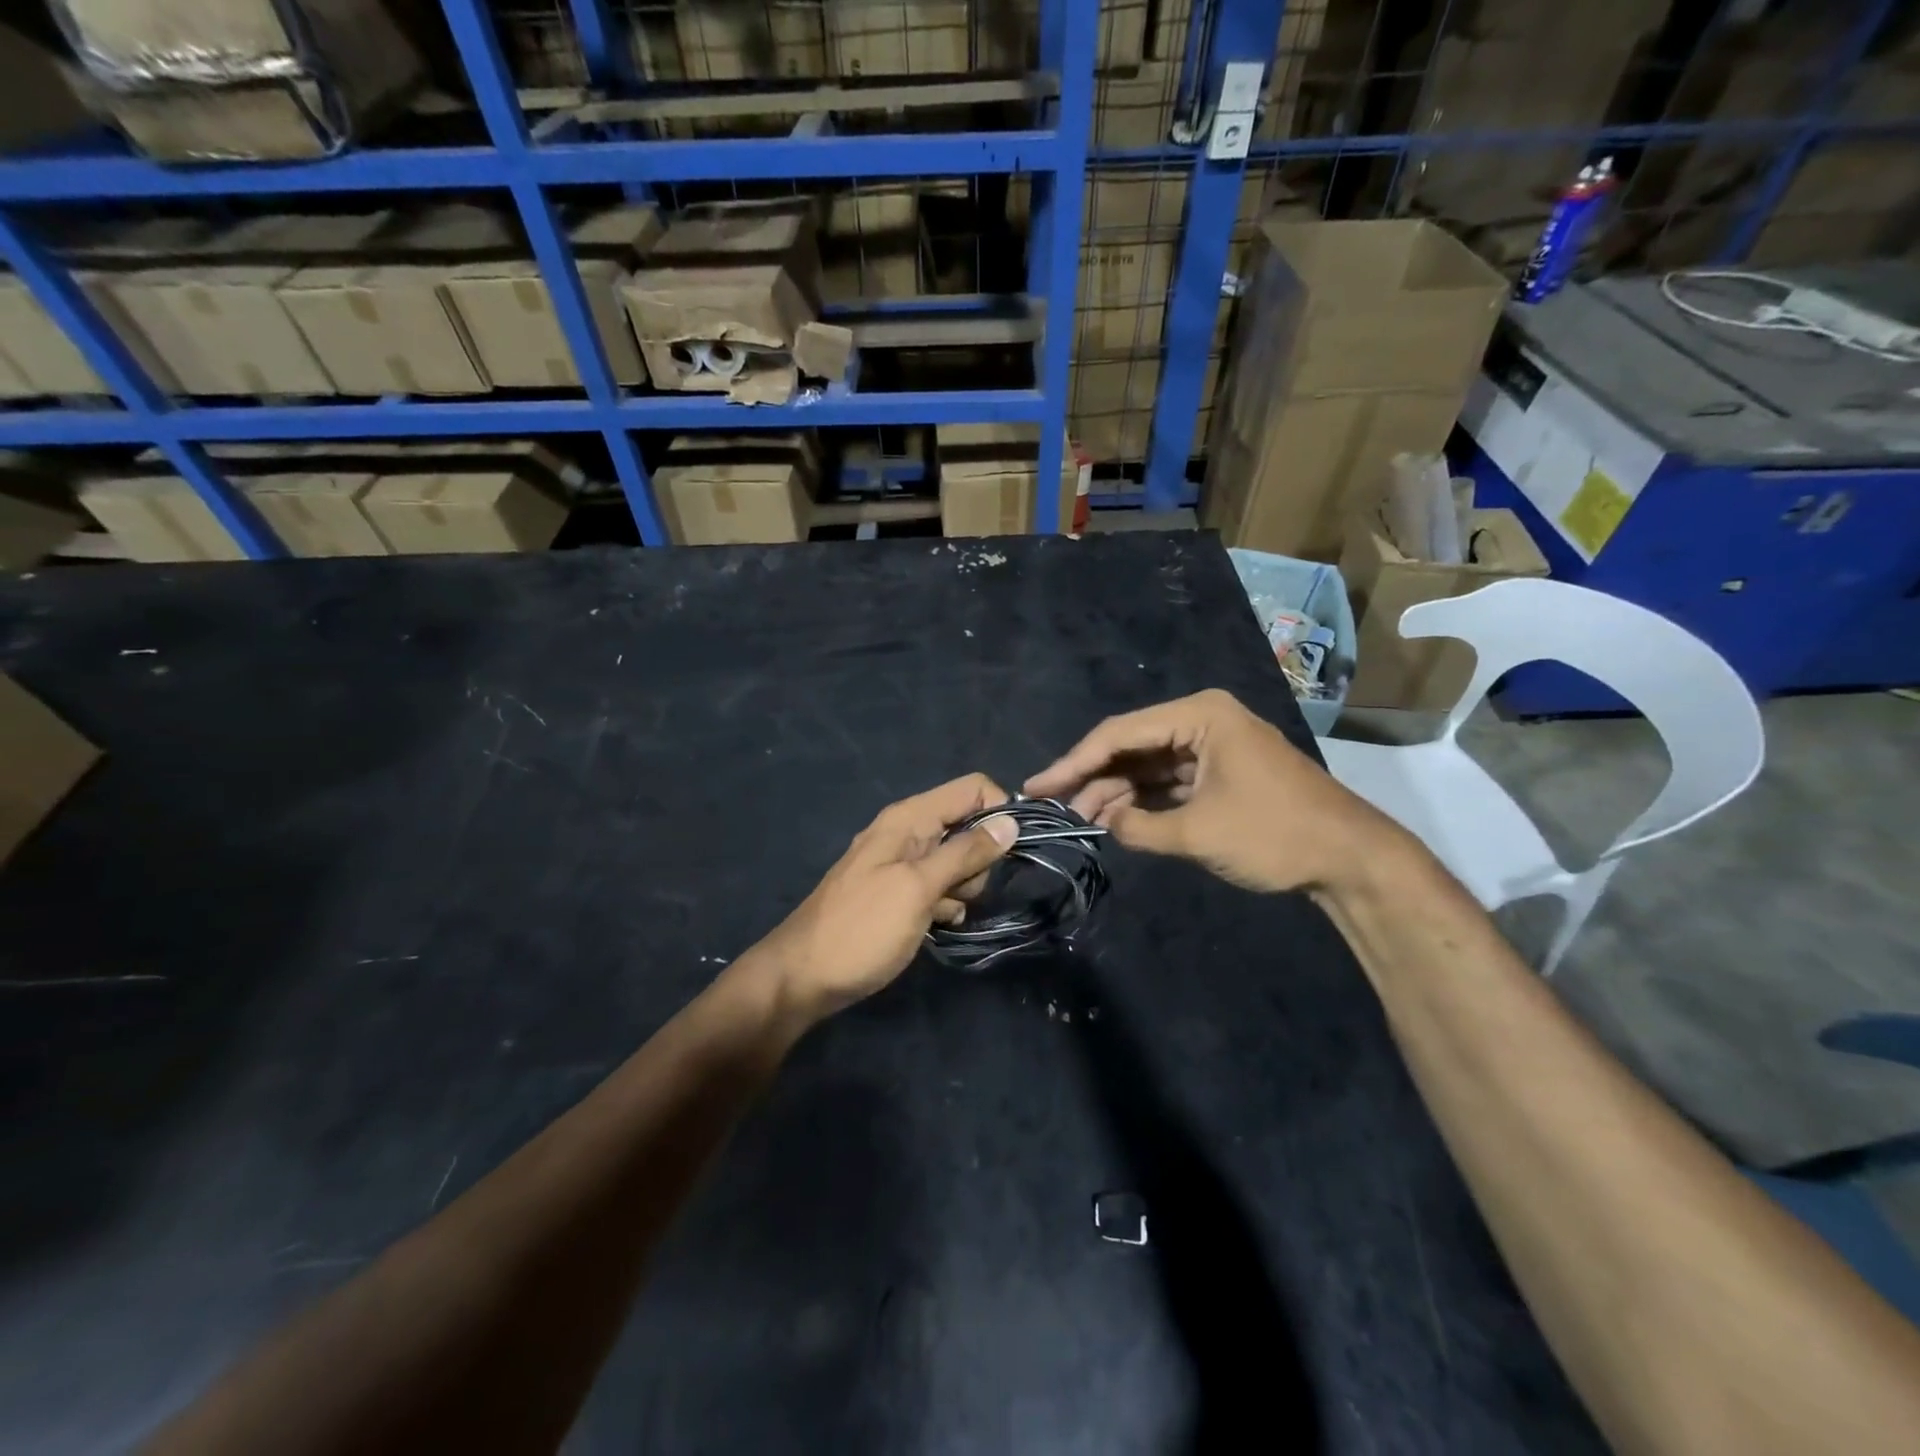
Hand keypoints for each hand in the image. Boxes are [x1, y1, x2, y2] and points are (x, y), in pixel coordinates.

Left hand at [750, 774, 1018, 1022]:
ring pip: (958, 861)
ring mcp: (902, 863)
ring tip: (937, 912)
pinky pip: (940, 886)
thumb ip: (964, 853)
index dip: (997, 813)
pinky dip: (944, 904)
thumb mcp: (918, 888)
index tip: (1009, 852)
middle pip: (969, 826)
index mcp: (909, 818)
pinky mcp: (900, 892)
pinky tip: (932, 924)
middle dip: (978, 860)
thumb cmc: (863, 928)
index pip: (972, 788)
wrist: (804, 977)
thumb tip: (1010, 820)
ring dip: (961, 888)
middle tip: (956, 891)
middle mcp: (907, 832)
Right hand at [1024, 689, 1404, 894]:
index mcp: (1200, 715)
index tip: (1037, 787)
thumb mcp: (1198, 832)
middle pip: (1131, 745)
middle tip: (1055, 807)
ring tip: (1081, 820)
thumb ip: (1138, 827)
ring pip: (1148, 764)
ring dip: (1116, 792)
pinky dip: (1143, 799)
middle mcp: (1203, 720)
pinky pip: (1169, 779)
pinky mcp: (1221, 771)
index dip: (1073, 762)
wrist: (1350, 859)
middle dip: (1093, 778)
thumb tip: (1101, 822)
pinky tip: (1116, 818)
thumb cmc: (1274, 834)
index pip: (1119, 734)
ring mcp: (1213, 746)